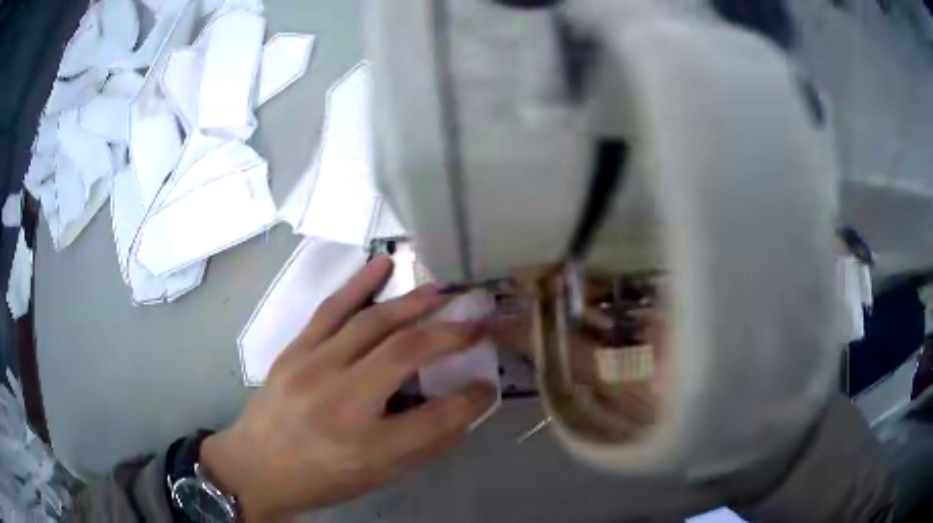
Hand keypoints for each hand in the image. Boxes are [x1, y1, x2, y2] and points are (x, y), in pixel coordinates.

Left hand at [200, 257, 496, 519]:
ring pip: (372, 322)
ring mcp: (313, 367)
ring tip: (443, 292)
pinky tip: (383, 264)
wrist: (255, 467)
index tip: (488, 385)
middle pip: (406, 353)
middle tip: (478, 321)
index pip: (437, 418)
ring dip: (414, 302)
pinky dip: (361, 283)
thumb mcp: (375, 476)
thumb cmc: (319, 478)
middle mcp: (341, 401)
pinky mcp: (295, 350)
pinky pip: (332, 309)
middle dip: (451, 333)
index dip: (471, 400)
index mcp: (367, 446)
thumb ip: (422, 443)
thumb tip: (462, 409)